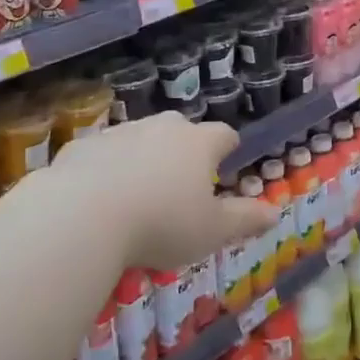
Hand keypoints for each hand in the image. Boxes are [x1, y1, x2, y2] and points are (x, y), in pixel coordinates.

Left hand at [51, 112, 277, 270]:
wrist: (83, 215)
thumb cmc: (161, 224)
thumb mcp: (211, 231)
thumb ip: (245, 220)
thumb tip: (276, 213)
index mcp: (198, 143)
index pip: (223, 135)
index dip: (227, 148)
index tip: (226, 163)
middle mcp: (161, 127)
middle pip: (181, 129)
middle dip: (184, 150)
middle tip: (181, 183)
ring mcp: (120, 132)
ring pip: (140, 138)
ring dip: (143, 157)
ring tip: (137, 194)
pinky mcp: (84, 145)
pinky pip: (102, 153)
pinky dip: (106, 168)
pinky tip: (98, 198)